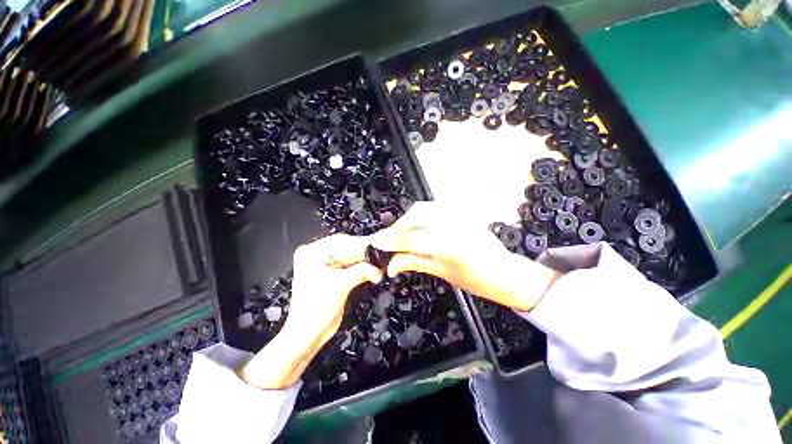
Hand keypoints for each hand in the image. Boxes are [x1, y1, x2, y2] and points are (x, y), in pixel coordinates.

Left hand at [239, 234, 381, 389]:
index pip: (341, 241)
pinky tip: (374, 269)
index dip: (361, 244)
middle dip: (364, 253)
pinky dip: (362, 269)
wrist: (308, 335)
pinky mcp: (334, 275)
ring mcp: (326, 265)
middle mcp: (317, 255)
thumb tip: (379, 267)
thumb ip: (361, 271)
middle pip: (347, 248)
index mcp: (311, 252)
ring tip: (380, 263)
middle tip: (382, 254)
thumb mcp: (340, 285)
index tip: (378, 246)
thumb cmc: (315, 309)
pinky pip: (351, 266)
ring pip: (351, 257)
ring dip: (365, 261)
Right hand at [369, 202, 559, 311]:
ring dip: (407, 220)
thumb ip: (414, 262)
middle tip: (387, 240)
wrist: (506, 272)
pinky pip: (434, 208)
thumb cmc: (478, 280)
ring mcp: (461, 214)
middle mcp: (456, 223)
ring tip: (399, 234)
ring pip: (423, 208)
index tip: (376, 243)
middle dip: (397, 227)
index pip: (412, 238)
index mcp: (452, 244)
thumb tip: (390, 265)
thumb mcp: (443, 273)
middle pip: (416, 215)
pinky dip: (419, 216)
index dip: (391, 240)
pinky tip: (415, 227)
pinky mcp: (462, 211)